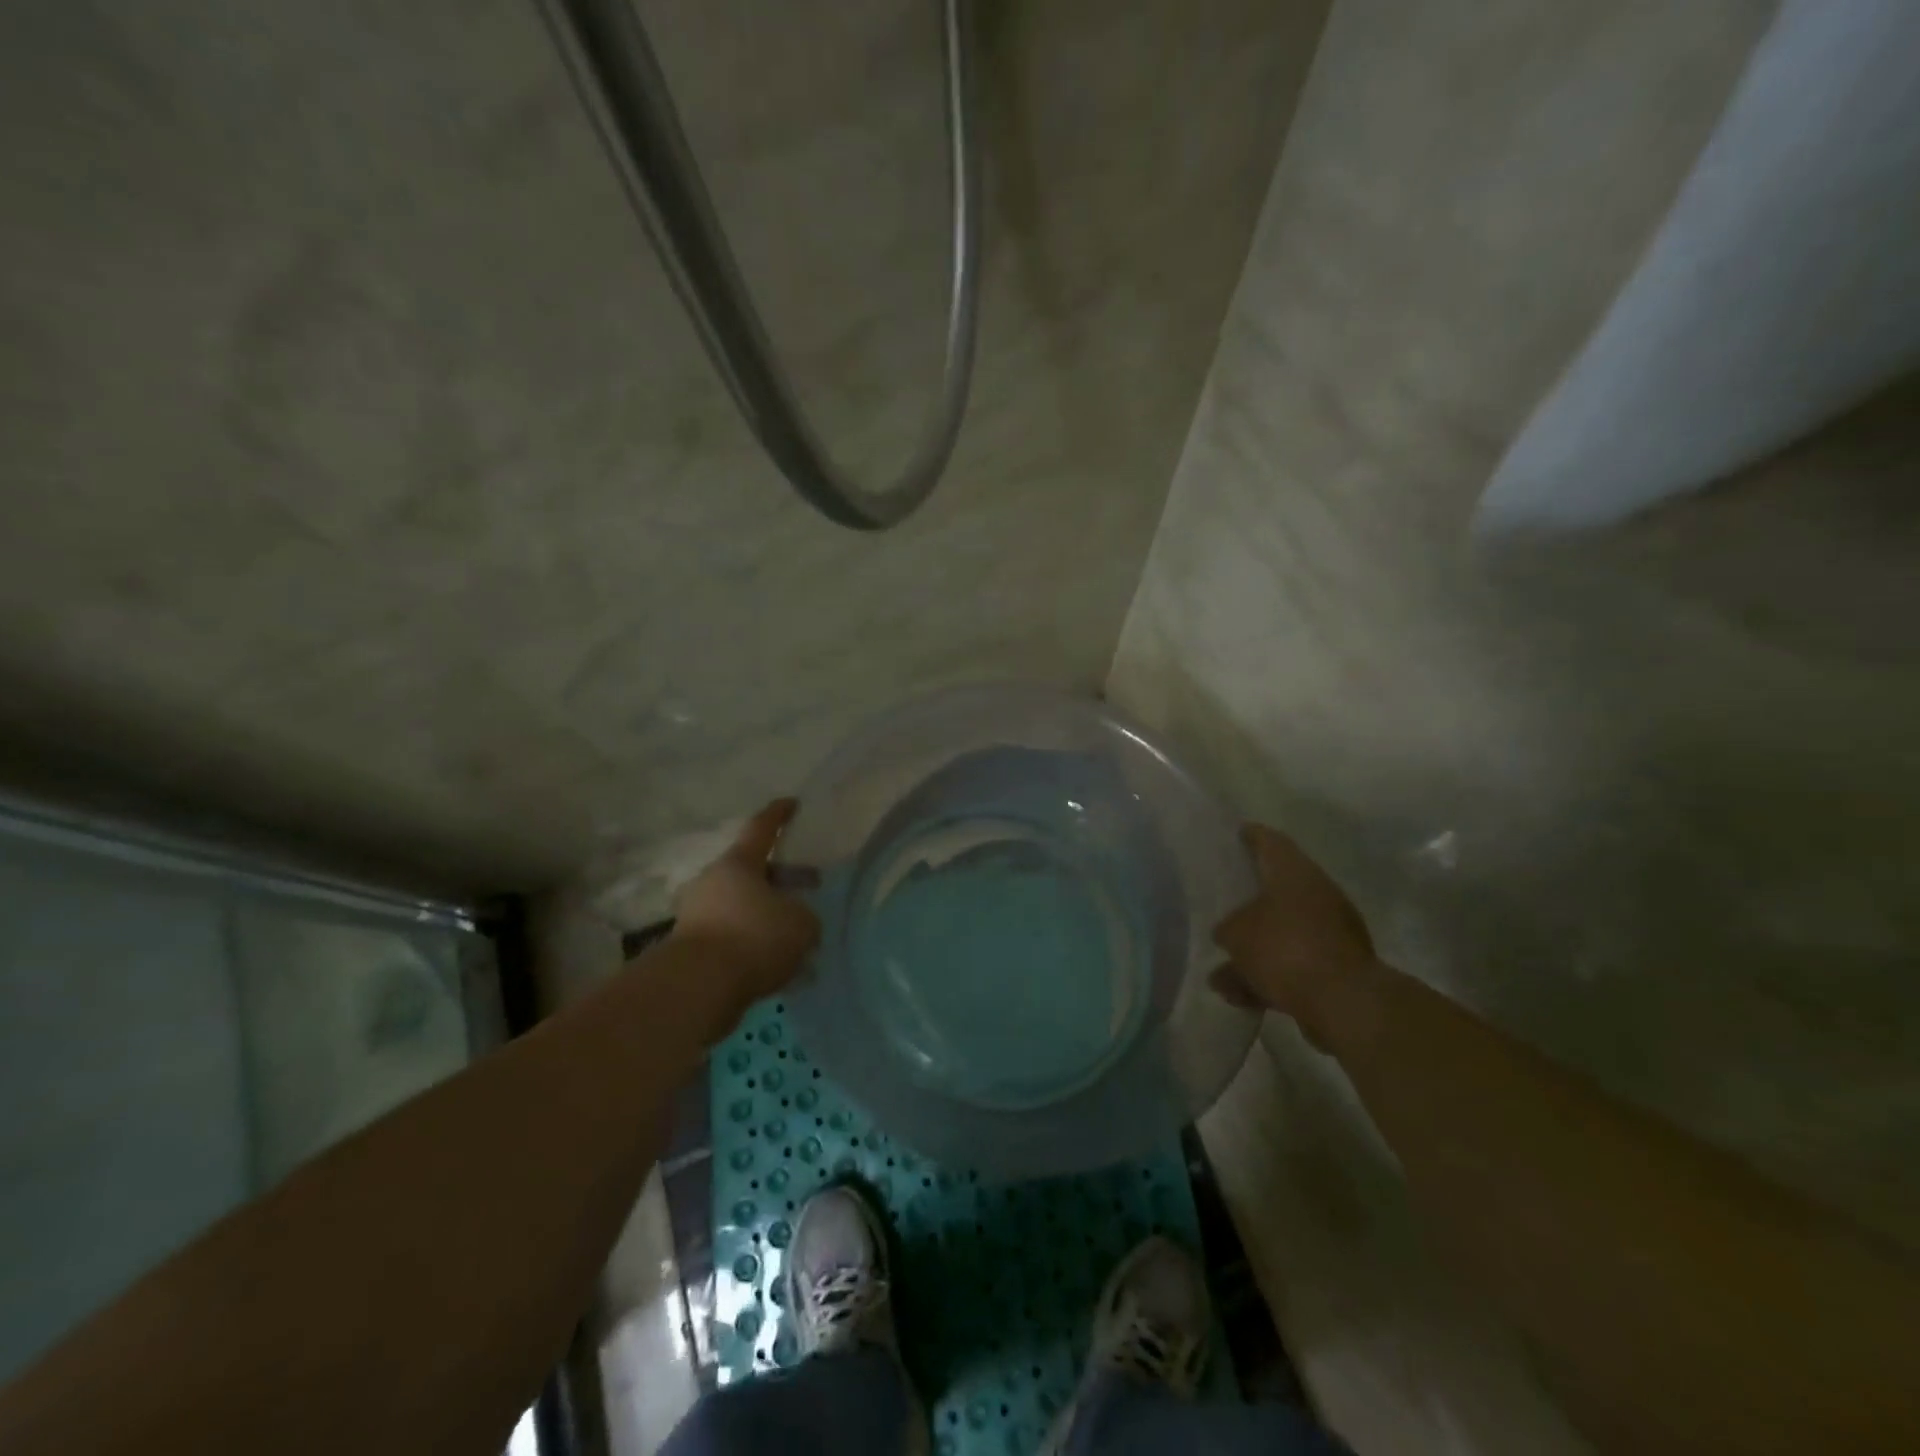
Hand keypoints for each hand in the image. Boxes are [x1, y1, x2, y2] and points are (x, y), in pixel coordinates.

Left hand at [671, 799, 821, 1006]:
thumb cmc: (754, 937)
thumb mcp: (801, 925)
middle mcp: (713, 880)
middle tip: (805, 889)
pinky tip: (771, 962)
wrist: (696, 986)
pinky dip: (750, 941)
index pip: (762, 828)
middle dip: (779, 878)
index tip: (792, 803)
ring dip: (764, 914)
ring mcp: (696, 912)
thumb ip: (805, 917)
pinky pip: (729, 934)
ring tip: (792, 935)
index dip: (779, 815)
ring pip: (740, 904)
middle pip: (751, 870)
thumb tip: (797, 921)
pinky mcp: (688, 945)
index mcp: (740, 863)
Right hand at [1212, 823, 1376, 1044]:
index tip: (1236, 833)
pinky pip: (1294, 964)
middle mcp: (1318, 894)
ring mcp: (1332, 932)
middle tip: (1224, 901)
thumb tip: (1227, 934)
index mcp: (1295, 873)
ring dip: (1256, 948)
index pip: (1270, 841)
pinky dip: (1271, 976)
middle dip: (1251, 900)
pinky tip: (1242, 997)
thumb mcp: (1236, 934)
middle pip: (1279, 888)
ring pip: (1284, 932)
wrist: (1343, 1002)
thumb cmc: (1284, 948)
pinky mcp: (1337, 967)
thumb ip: (1226, 929)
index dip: (1251, 836)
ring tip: (1222, 973)